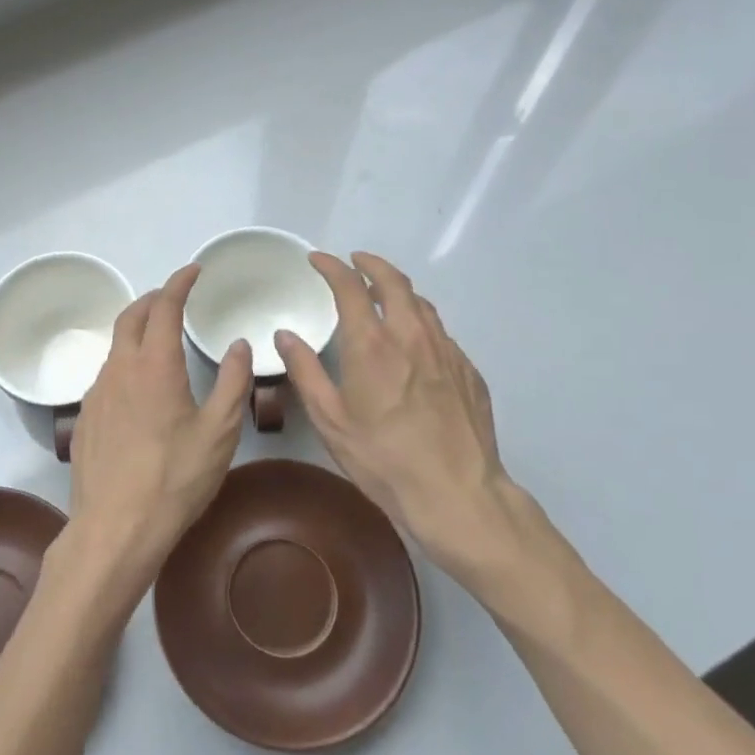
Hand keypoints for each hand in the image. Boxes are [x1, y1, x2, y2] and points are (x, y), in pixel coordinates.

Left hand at [64, 264, 253, 598]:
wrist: (115, 527)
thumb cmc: (175, 478)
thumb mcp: (219, 432)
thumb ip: (232, 382)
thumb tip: (239, 345)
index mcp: (154, 365)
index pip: (164, 307)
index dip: (179, 283)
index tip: (193, 271)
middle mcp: (119, 369)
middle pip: (130, 317)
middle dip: (152, 300)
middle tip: (172, 298)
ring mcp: (95, 394)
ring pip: (114, 348)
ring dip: (135, 332)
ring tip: (157, 341)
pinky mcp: (84, 419)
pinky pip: (104, 377)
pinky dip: (123, 364)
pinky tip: (136, 390)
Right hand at [275, 251, 543, 595]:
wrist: (458, 494)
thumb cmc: (383, 459)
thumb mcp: (331, 420)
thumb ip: (305, 371)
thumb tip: (286, 335)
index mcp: (372, 344)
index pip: (351, 286)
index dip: (332, 267)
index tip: (318, 260)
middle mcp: (412, 335)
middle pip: (394, 281)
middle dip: (371, 264)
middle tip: (355, 262)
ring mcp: (446, 351)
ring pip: (422, 304)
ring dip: (398, 290)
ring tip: (383, 294)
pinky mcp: (468, 371)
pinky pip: (440, 333)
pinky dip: (420, 322)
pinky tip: (413, 343)